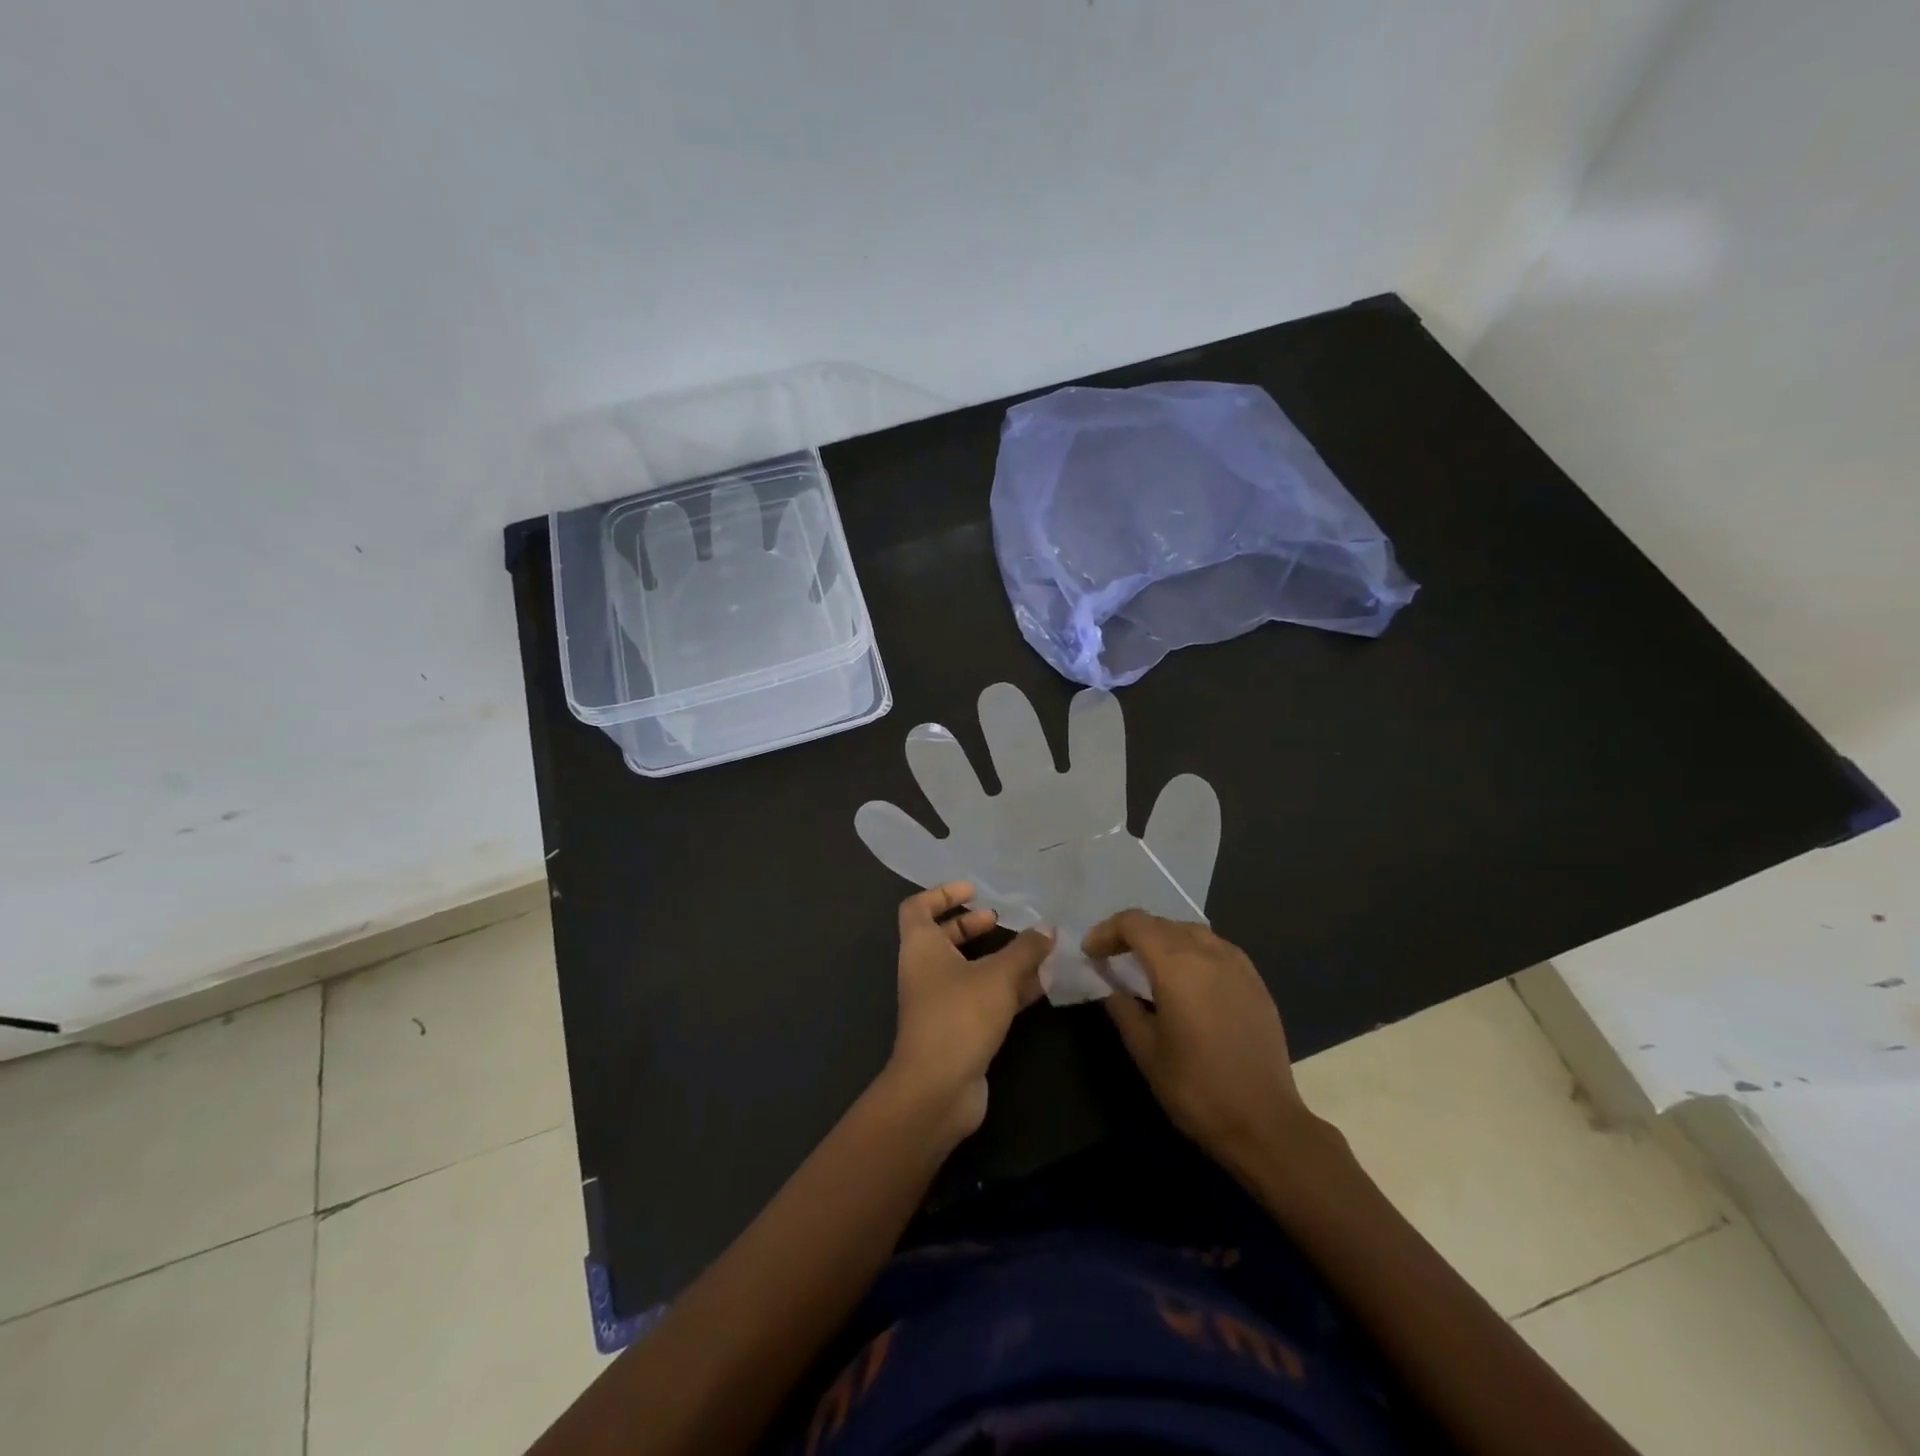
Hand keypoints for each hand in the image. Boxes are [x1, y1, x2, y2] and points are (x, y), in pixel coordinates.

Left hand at [884, 882, 1053, 1144]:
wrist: (938, 1089)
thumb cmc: (959, 1016)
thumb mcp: (998, 976)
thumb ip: (1025, 950)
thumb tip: (1047, 928)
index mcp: (921, 947)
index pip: (918, 907)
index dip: (942, 893)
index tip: (973, 890)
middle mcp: (925, 971)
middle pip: (943, 937)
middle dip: (972, 925)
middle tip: (1002, 918)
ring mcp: (940, 1002)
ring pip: (968, 969)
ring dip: (996, 958)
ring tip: (1033, 949)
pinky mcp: (958, 1029)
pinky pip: (982, 997)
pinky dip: (1006, 988)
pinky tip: (1040, 984)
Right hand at [1088, 911, 1318, 1176]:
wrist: (1264, 1123)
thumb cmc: (1195, 1088)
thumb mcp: (1145, 1050)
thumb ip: (1121, 1007)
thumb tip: (1107, 982)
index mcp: (1177, 966)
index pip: (1135, 923)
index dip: (1107, 931)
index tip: (1091, 953)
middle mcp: (1209, 953)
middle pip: (1162, 923)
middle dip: (1132, 934)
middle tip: (1112, 957)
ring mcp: (1238, 965)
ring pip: (1191, 931)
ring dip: (1163, 939)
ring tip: (1148, 965)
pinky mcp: (1256, 982)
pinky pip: (1217, 948)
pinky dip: (1192, 951)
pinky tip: (1187, 978)